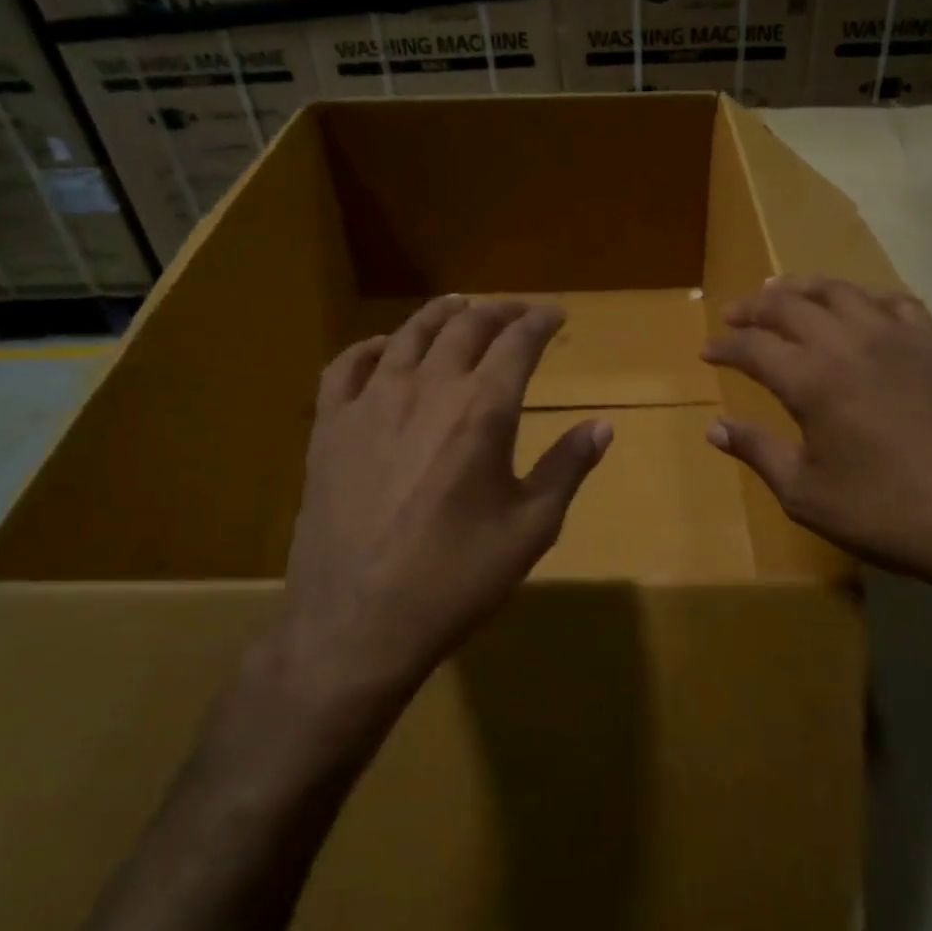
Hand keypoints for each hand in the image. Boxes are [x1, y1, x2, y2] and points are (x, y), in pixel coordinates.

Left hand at [280, 296, 610, 696]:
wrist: (357, 623)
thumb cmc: (455, 579)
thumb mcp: (530, 529)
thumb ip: (567, 469)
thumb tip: (602, 426)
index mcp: (481, 411)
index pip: (517, 344)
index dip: (540, 322)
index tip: (555, 314)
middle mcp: (426, 389)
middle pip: (465, 327)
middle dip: (497, 311)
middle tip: (517, 311)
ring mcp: (370, 403)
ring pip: (408, 335)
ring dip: (441, 315)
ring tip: (460, 307)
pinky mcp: (329, 427)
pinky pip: (346, 365)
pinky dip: (371, 347)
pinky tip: (382, 349)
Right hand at [702, 277, 931, 600]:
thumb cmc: (887, 512)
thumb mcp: (806, 494)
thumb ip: (758, 452)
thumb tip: (715, 428)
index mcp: (813, 380)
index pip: (754, 347)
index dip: (726, 347)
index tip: (708, 352)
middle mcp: (851, 343)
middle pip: (791, 305)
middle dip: (755, 308)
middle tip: (735, 314)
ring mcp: (899, 337)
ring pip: (841, 291)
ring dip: (804, 288)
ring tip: (782, 291)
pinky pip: (894, 301)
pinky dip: (864, 297)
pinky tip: (859, 308)